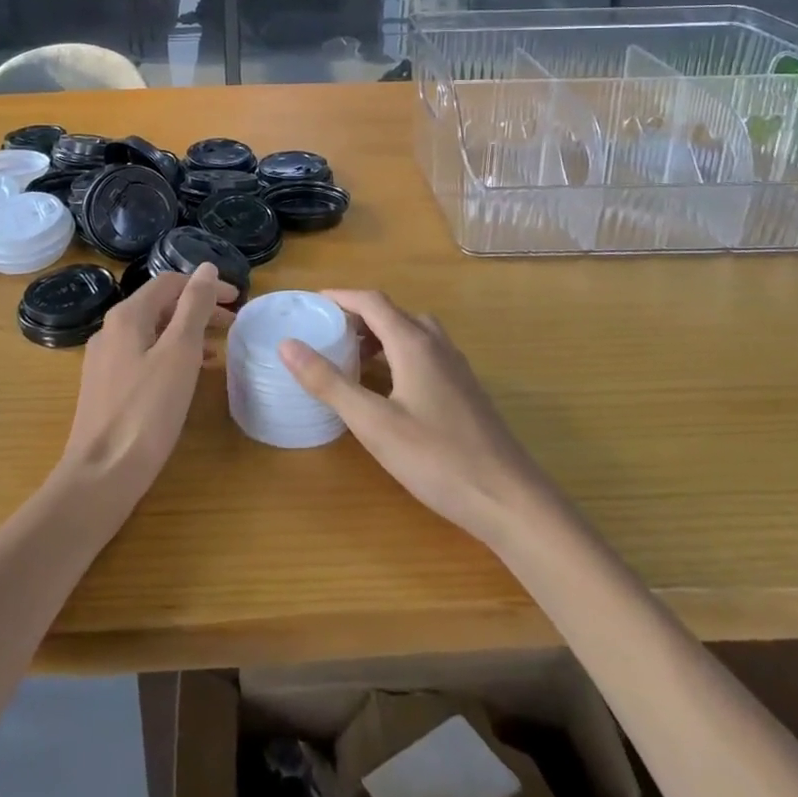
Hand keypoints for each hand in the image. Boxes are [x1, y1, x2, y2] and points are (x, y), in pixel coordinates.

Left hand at [58, 265, 234, 509]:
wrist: (100, 475)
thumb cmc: (146, 411)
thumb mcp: (180, 353)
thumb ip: (194, 307)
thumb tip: (206, 268)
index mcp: (127, 316)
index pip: (170, 282)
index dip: (205, 286)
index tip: (237, 301)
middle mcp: (110, 330)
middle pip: (160, 306)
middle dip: (198, 309)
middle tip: (233, 325)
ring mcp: (105, 360)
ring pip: (153, 332)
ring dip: (187, 333)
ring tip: (219, 349)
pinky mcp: (106, 387)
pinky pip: (144, 356)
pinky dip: (171, 355)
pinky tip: (189, 376)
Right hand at [279, 290, 551, 548]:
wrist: (510, 500)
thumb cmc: (437, 458)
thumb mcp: (373, 423)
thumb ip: (329, 382)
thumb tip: (287, 344)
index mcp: (413, 342)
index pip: (371, 301)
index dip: (340, 297)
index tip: (309, 303)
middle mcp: (436, 344)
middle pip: (392, 313)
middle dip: (357, 316)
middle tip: (326, 332)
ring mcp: (456, 367)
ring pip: (412, 332)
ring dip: (379, 334)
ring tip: (351, 356)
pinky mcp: (465, 390)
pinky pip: (424, 353)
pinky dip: (398, 353)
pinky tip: (389, 387)